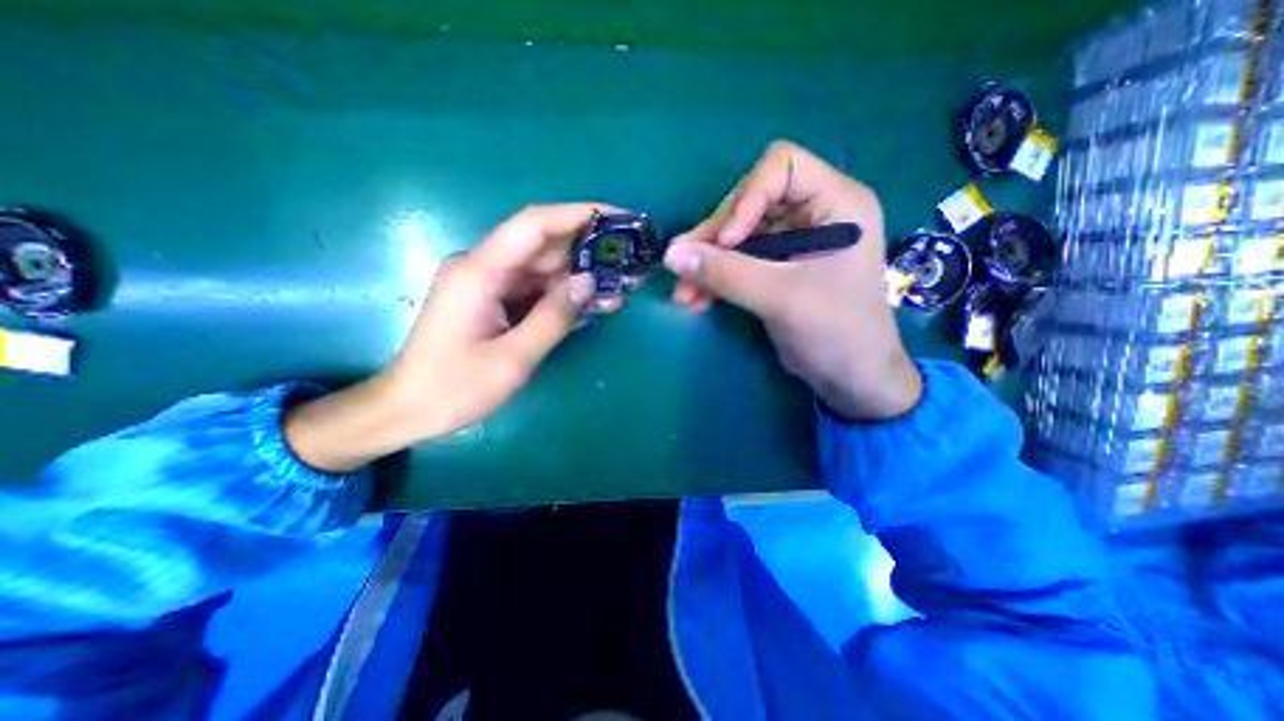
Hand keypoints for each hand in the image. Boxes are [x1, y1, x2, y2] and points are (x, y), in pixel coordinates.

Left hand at [288, 202, 608, 472]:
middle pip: (544, 246)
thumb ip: (553, 317)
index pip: (534, 224)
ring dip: (582, 276)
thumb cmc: (454, 388)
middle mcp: (485, 268)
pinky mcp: (496, 302)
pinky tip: (597, 304)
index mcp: (480, 272)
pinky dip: (565, 296)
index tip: (618, 217)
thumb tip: (589, 281)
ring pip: (544, 270)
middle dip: (589, 249)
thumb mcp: (512, 359)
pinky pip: (537, 291)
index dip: (578, 214)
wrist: (409, 410)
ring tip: (624, 285)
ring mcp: (490, 285)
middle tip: (631, 259)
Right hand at [663, 138, 924, 420]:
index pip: (782, 167)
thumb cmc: (836, 332)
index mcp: (836, 203)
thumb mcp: (781, 298)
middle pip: (749, 204)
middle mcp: (813, 214)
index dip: (746, 197)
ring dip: (707, 264)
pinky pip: (737, 262)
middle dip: (714, 240)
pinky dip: (714, 279)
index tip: (727, 240)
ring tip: (682, 294)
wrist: (851, 380)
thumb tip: (671, 255)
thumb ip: (726, 274)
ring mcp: (792, 243)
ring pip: (736, 237)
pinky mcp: (776, 269)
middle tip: (684, 268)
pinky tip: (694, 301)